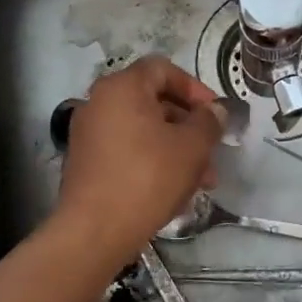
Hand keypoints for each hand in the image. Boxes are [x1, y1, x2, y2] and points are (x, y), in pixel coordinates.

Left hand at [54, 56, 226, 265]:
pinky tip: (174, 190)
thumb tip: (214, 110)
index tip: (214, 114)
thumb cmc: (148, 177)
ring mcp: (89, 133)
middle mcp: (99, 102)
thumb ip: (208, 121)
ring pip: (144, 130)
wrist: (94, 231)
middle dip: (189, 126)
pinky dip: (153, 161)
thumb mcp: (192, 147)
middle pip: (154, 102)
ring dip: (176, 149)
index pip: (163, 70)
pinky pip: (127, 150)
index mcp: (122, 87)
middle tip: (212, 153)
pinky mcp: (86, 162)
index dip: (194, 88)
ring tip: (201, 181)